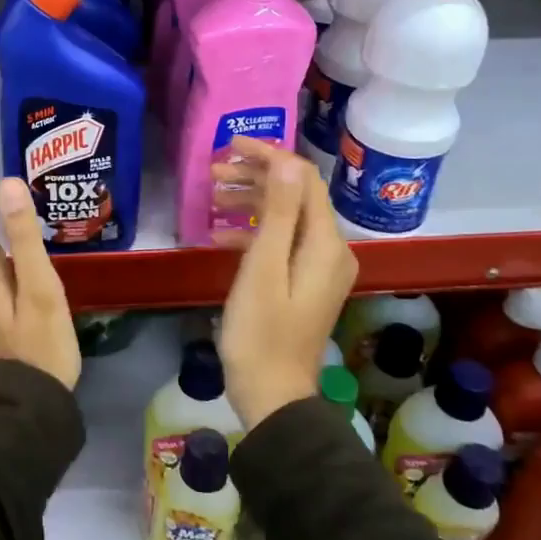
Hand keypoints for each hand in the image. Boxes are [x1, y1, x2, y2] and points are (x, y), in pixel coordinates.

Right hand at [211, 138, 357, 428]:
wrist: (271, 394)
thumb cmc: (261, 332)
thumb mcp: (264, 268)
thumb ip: (280, 212)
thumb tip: (289, 162)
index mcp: (326, 244)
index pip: (303, 180)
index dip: (269, 156)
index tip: (230, 145)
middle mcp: (330, 250)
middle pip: (295, 195)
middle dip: (255, 177)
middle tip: (212, 170)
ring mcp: (318, 268)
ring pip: (286, 217)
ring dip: (250, 201)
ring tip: (210, 194)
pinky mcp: (303, 282)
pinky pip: (281, 242)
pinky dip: (253, 231)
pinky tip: (220, 233)